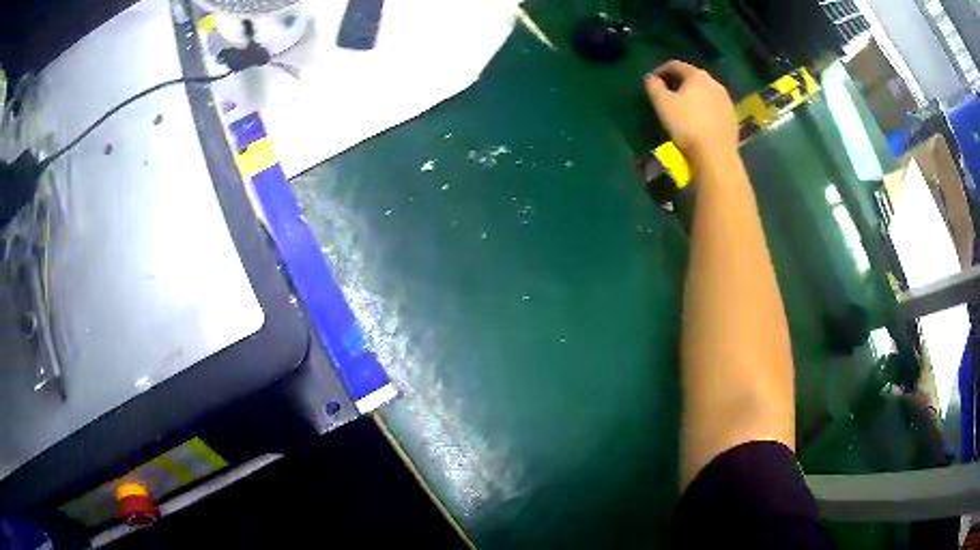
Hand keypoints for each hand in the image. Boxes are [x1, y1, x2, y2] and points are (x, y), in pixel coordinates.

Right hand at [644, 61, 738, 164]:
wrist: (716, 154)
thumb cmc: (686, 124)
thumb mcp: (662, 103)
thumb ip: (653, 86)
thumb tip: (651, 78)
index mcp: (697, 75)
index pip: (675, 65)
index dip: (661, 70)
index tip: (652, 81)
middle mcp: (714, 83)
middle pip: (692, 77)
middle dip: (679, 83)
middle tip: (667, 94)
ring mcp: (727, 101)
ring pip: (705, 93)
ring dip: (694, 96)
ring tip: (684, 109)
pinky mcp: (733, 118)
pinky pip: (715, 108)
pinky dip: (705, 109)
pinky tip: (699, 122)